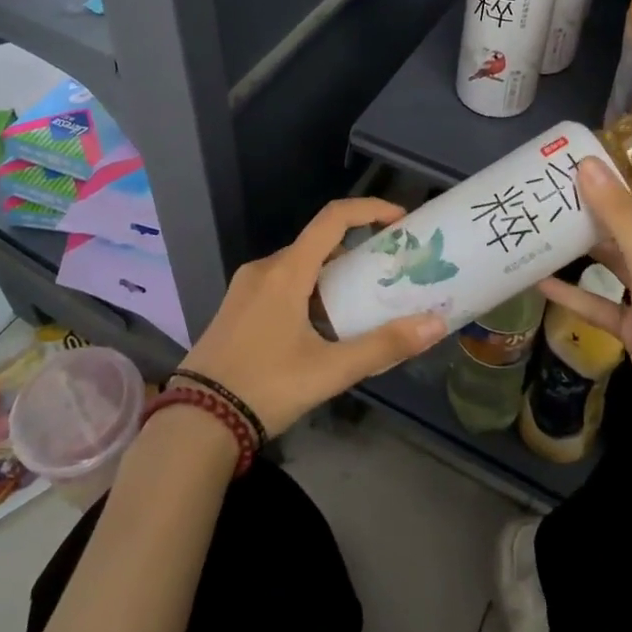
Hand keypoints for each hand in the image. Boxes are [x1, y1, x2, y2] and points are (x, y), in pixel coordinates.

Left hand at [178, 198, 448, 435]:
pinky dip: (308, 291)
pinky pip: (280, 284)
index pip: (333, 219)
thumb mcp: (330, 370)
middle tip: (387, 273)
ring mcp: (245, 287)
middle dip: (355, 252)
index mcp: (286, 271)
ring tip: (360, 303)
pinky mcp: (236, 307)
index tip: (400, 220)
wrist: (196, 422)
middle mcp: (264, 268)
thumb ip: (383, 346)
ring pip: (298, 267)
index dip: (369, 209)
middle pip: (318, 244)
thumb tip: (434, 324)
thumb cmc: (266, 387)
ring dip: (331, 276)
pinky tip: (321, 327)